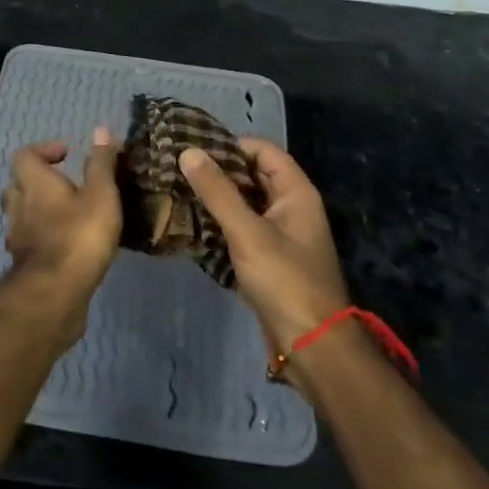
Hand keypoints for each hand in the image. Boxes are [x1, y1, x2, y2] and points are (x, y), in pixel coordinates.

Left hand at [1, 128, 122, 317]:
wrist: (56, 293)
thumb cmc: (80, 235)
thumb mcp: (101, 194)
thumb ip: (100, 163)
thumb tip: (100, 130)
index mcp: (34, 183)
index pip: (25, 155)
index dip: (44, 150)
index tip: (67, 154)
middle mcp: (18, 206)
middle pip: (18, 184)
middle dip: (38, 181)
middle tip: (65, 185)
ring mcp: (17, 237)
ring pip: (21, 215)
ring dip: (39, 211)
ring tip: (68, 215)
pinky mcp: (24, 264)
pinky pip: (29, 241)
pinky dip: (42, 238)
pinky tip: (65, 245)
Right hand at [178, 139, 349, 351]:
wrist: (311, 344)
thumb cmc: (285, 280)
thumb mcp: (247, 232)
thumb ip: (217, 191)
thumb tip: (188, 151)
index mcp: (296, 193)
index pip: (263, 151)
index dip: (231, 145)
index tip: (194, 148)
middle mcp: (291, 208)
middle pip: (252, 176)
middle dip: (218, 172)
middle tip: (177, 169)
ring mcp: (280, 235)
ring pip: (244, 204)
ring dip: (216, 199)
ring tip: (176, 192)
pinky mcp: (268, 259)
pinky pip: (241, 230)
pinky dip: (220, 224)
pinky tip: (191, 225)